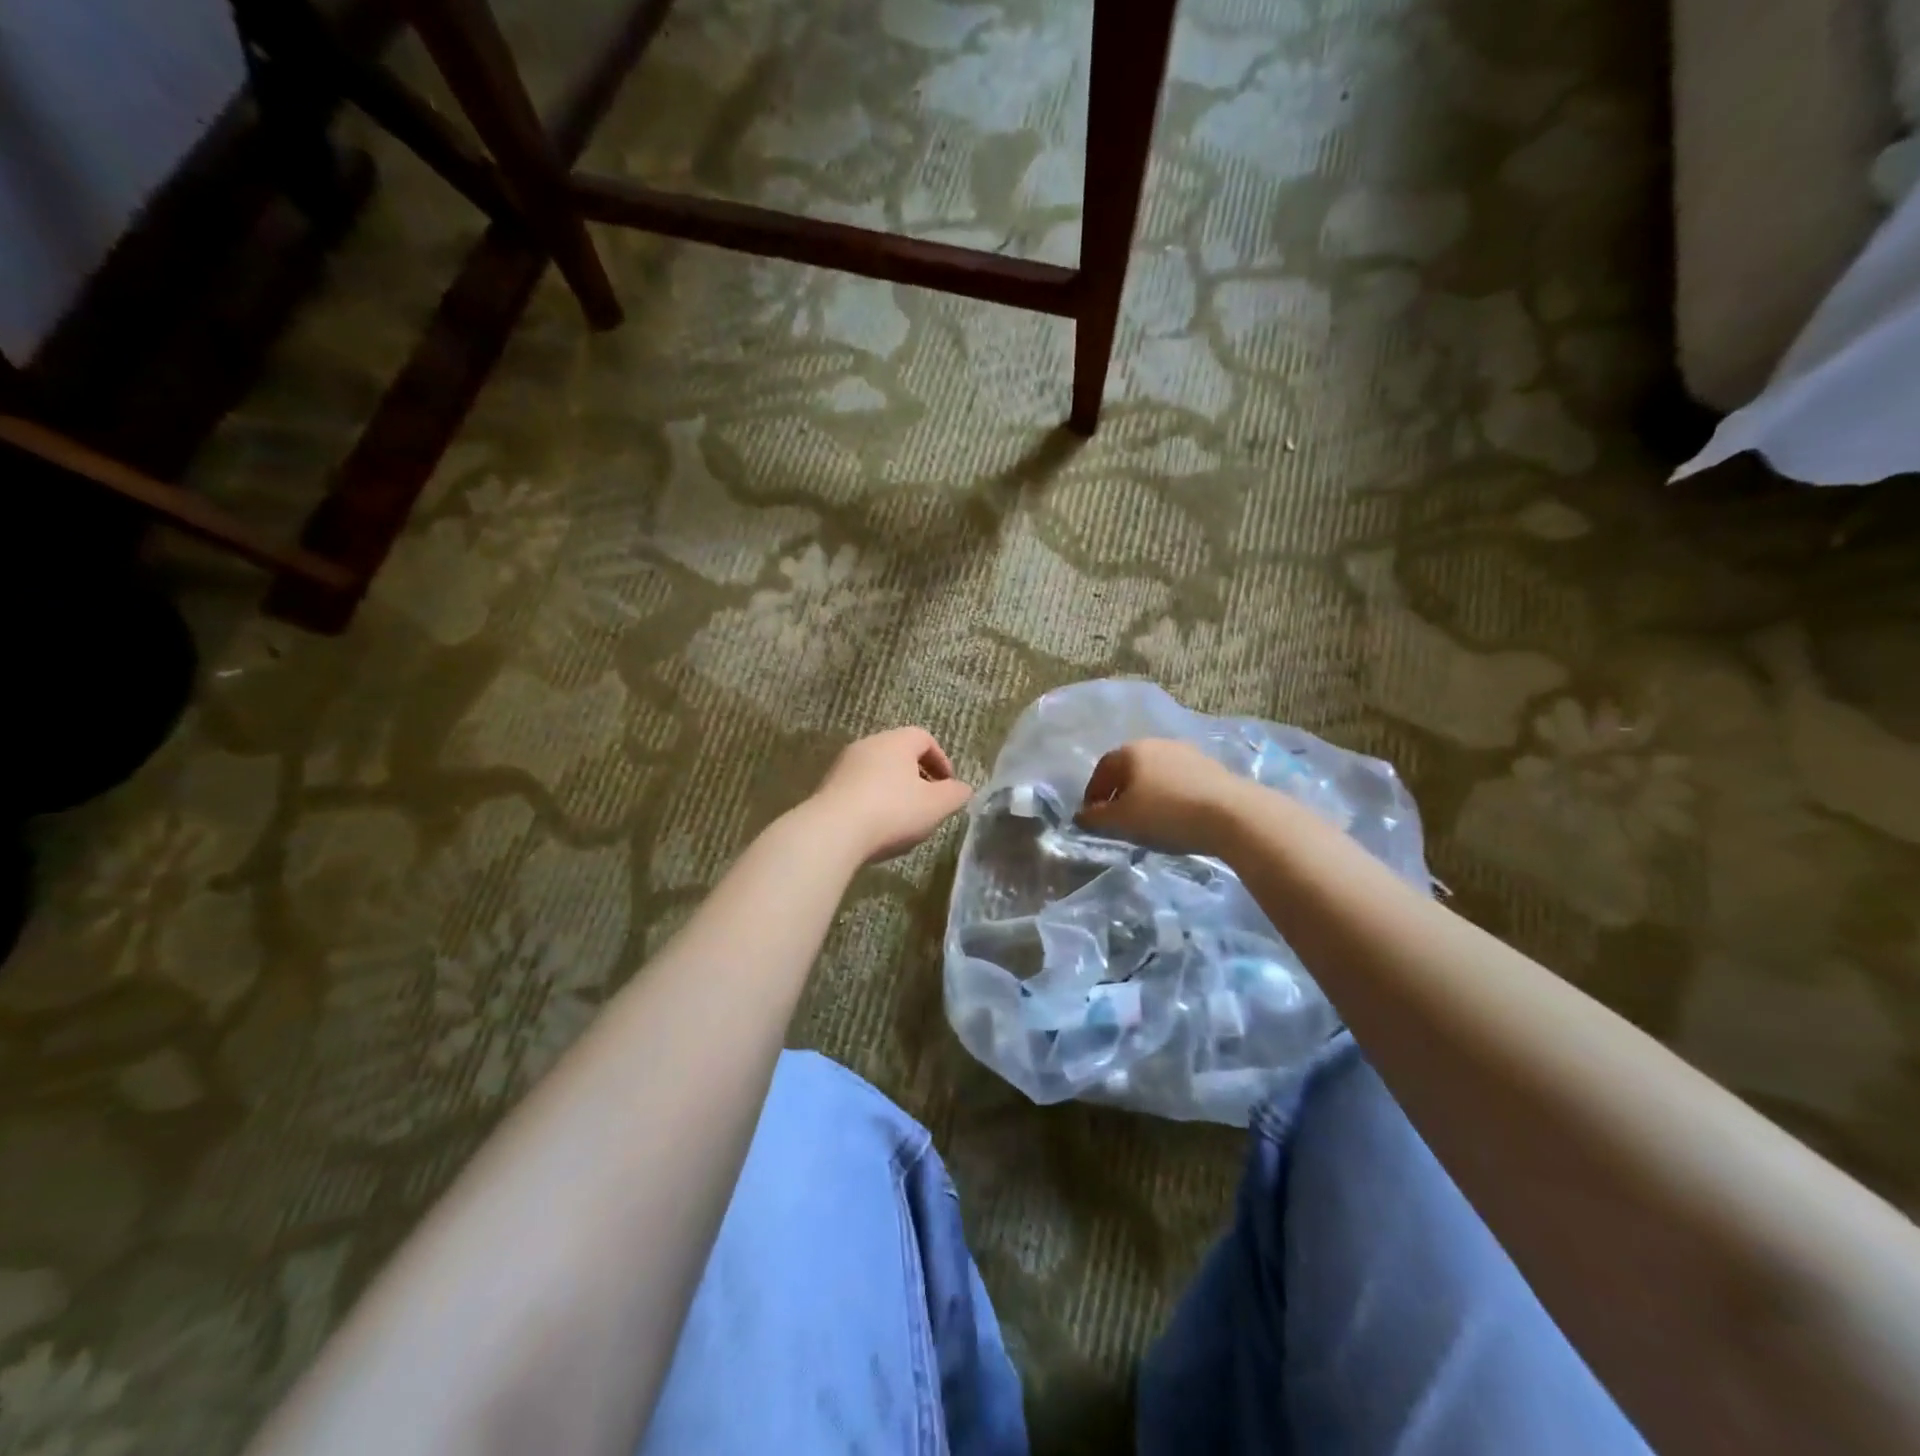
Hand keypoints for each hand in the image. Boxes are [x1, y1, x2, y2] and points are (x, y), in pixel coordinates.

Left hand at [806, 727, 974, 862]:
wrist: (833, 832)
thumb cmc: (893, 811)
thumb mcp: (936, 805)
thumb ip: (955, 794)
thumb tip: (963, 788)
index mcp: (896, 741)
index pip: (924, 738)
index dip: (941, 761)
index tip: (948, 786)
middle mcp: (868, 745)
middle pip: (899, 754)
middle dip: (917, 778)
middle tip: (928, 804)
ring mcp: (843, 765)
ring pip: (877, 772)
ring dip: (894, 792)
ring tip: (903, 821)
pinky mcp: (827, 788)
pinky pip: (858, 789)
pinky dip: (872, 803)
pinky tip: (876, 829)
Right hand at [1076, 739, 1238, 854]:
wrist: (1232, 814)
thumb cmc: (1166, 813)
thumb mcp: (1122, 821)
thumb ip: (1096, 818)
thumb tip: (1081, 816)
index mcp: (1131, 751)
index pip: (1102, 769)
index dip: (1093, 793)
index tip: (1092, 816)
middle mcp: (1157, 744)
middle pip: (1130, 769)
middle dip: (1120, 792)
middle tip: (1118, 818)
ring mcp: (1187, 753)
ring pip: (1156, 774)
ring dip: (1147, 794)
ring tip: (1148, 820)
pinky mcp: (1212, 768)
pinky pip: (1179, 781)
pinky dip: (1170, 797)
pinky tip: (1176, 817)